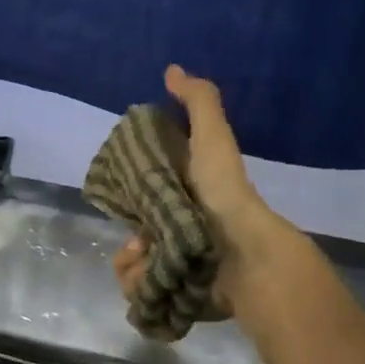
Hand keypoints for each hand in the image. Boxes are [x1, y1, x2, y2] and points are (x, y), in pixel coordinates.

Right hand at [111, 64, 296, 316]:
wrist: (241, 253)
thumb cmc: (222, 192)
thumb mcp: (212, 137)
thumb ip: (197, 102)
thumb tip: (172, 69)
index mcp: (185, 197)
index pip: (142, 197)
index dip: (127, 196)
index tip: (123, 197)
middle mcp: (179, 232)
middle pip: (133, 235)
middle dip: (128, 239)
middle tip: (138, 239)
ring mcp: (177, 265)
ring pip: (131, 265)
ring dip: (130, 262)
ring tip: (146, 257)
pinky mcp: (174, 294)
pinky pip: (139, 290)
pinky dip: (139, 284)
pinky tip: (152, 277)